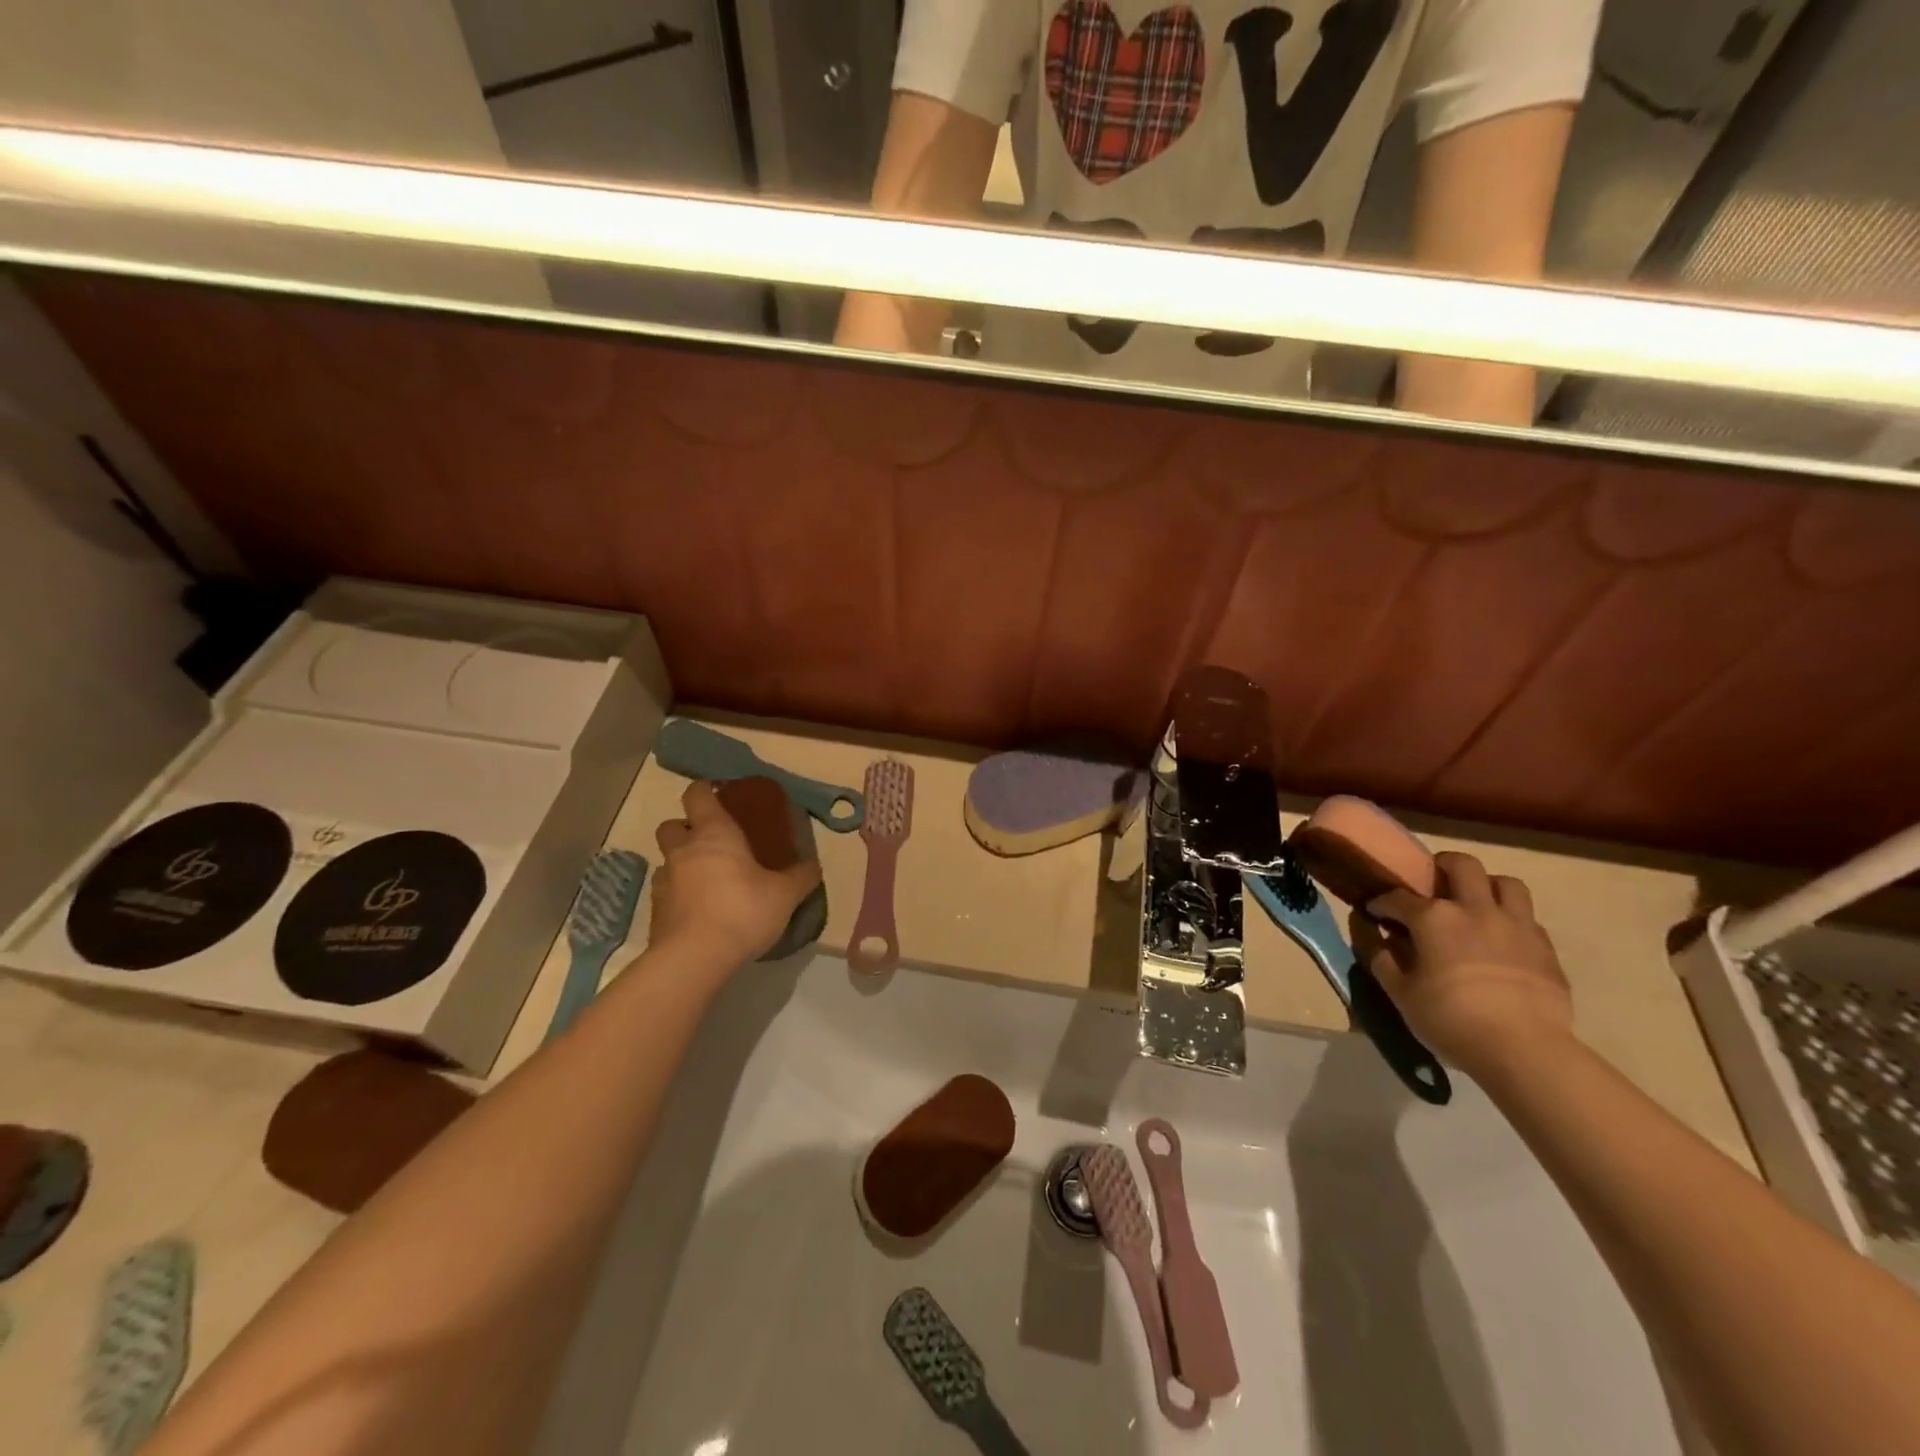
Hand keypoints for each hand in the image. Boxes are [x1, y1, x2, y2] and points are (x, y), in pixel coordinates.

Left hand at [651, 781, 820, 967]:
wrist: (694, 958)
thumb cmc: (742, 911)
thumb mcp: (785, 894)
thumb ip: (801, 877)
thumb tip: (814, 866)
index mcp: (714, 834)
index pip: (697, 795)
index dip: (705, 790)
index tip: (719, 795)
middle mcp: (684, 850)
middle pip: (671, 825)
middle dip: (686, 828)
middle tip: (712, 844)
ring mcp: (664, 881)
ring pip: (667, 860)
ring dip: (682, 864)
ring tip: (708, 882)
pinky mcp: (655, 912)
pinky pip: (666, 893)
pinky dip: (679, 896)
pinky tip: (699, 912)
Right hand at [1357, 851, 1573, 1075]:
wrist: (1524, 1050)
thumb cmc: (1451, 1019)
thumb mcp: (1400, 994)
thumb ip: (1382, 959)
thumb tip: (1373, 937)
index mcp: (1433, 917)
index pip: (1398, 897)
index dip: (1381, 903)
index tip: (1375, 912)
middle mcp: (1474, 909)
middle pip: (1461, 865)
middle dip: (1442, 866)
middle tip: (1433, 884)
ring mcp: (1515, 925)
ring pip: (1506, 882)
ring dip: (1487, 886)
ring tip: (1475, 904)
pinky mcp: (1545, 948)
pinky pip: (1528, 918)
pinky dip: (1511, 921)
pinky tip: (1502, 941)